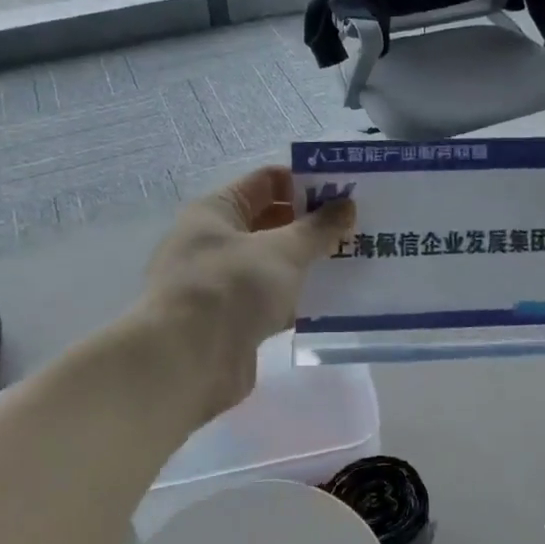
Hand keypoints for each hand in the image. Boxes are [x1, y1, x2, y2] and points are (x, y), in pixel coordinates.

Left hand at [142, 165, 354, 420]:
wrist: (187, 362)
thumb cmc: (233, 287)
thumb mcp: (283, 250)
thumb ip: (318, 227)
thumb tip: (346, 205)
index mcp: (216, 210)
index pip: (267, 181)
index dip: (306, 182)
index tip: (345, 193)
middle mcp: (214, 241)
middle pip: (271, 222)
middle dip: (312, 225)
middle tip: (356, 228)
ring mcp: (221, 284)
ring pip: (274, 263)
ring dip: (308, 263)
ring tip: (352, 262)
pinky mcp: (231, 321)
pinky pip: (272, 300)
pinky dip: (298, 299)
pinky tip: (332, 302)